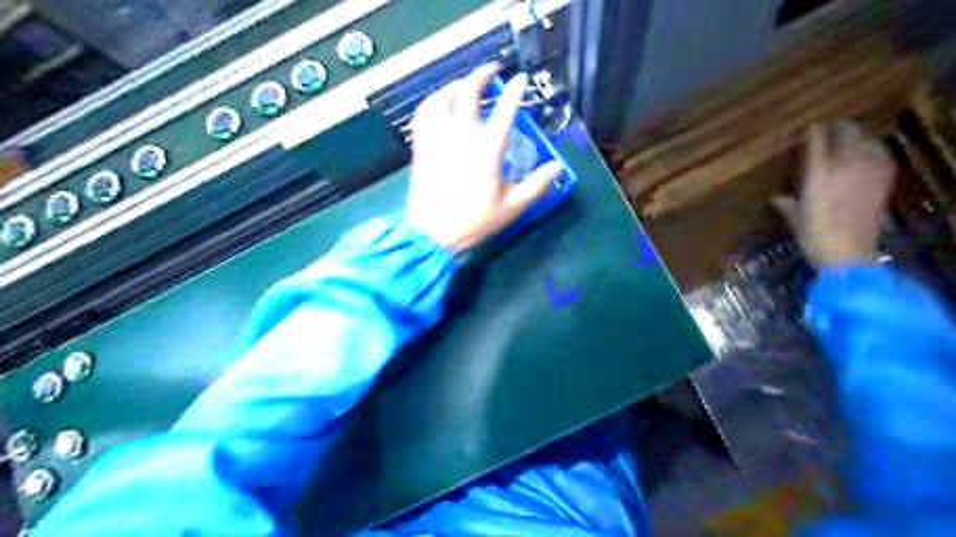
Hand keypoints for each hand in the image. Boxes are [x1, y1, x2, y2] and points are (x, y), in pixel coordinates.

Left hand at [401, 63, 561, 255]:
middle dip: (482, 74)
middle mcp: (462, 135)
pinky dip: (432, 101)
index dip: (516, 91)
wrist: (433, 235)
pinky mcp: (421, 146)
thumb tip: (558, 168)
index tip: (522, 81)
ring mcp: (438, 138)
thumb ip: (537, 185)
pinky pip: (422, 113)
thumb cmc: (475, 222)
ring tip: (466, 85)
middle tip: (493, 72)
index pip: (506, 110)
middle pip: (469, 90)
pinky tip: (438, 102)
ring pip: (443, 96)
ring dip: (456, 84)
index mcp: (488, 149)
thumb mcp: (512, 207)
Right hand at [773, 119, 901, 264]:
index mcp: (818, 174)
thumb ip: (786, 204)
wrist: (848, 253)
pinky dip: (873, 151)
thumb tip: (776, 198)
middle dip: (838, 129)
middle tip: (829, 129)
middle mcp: (844, 166)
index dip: (813, 132)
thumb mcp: (796, 220)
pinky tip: (868, 154)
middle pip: (847, 133)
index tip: (808, 127)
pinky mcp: (883, 180)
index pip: (817, 142)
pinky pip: (881, 155)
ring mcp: (867, 171)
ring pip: (866, 141)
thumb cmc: (815, 236)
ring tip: (849, 140)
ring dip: (857, 138)